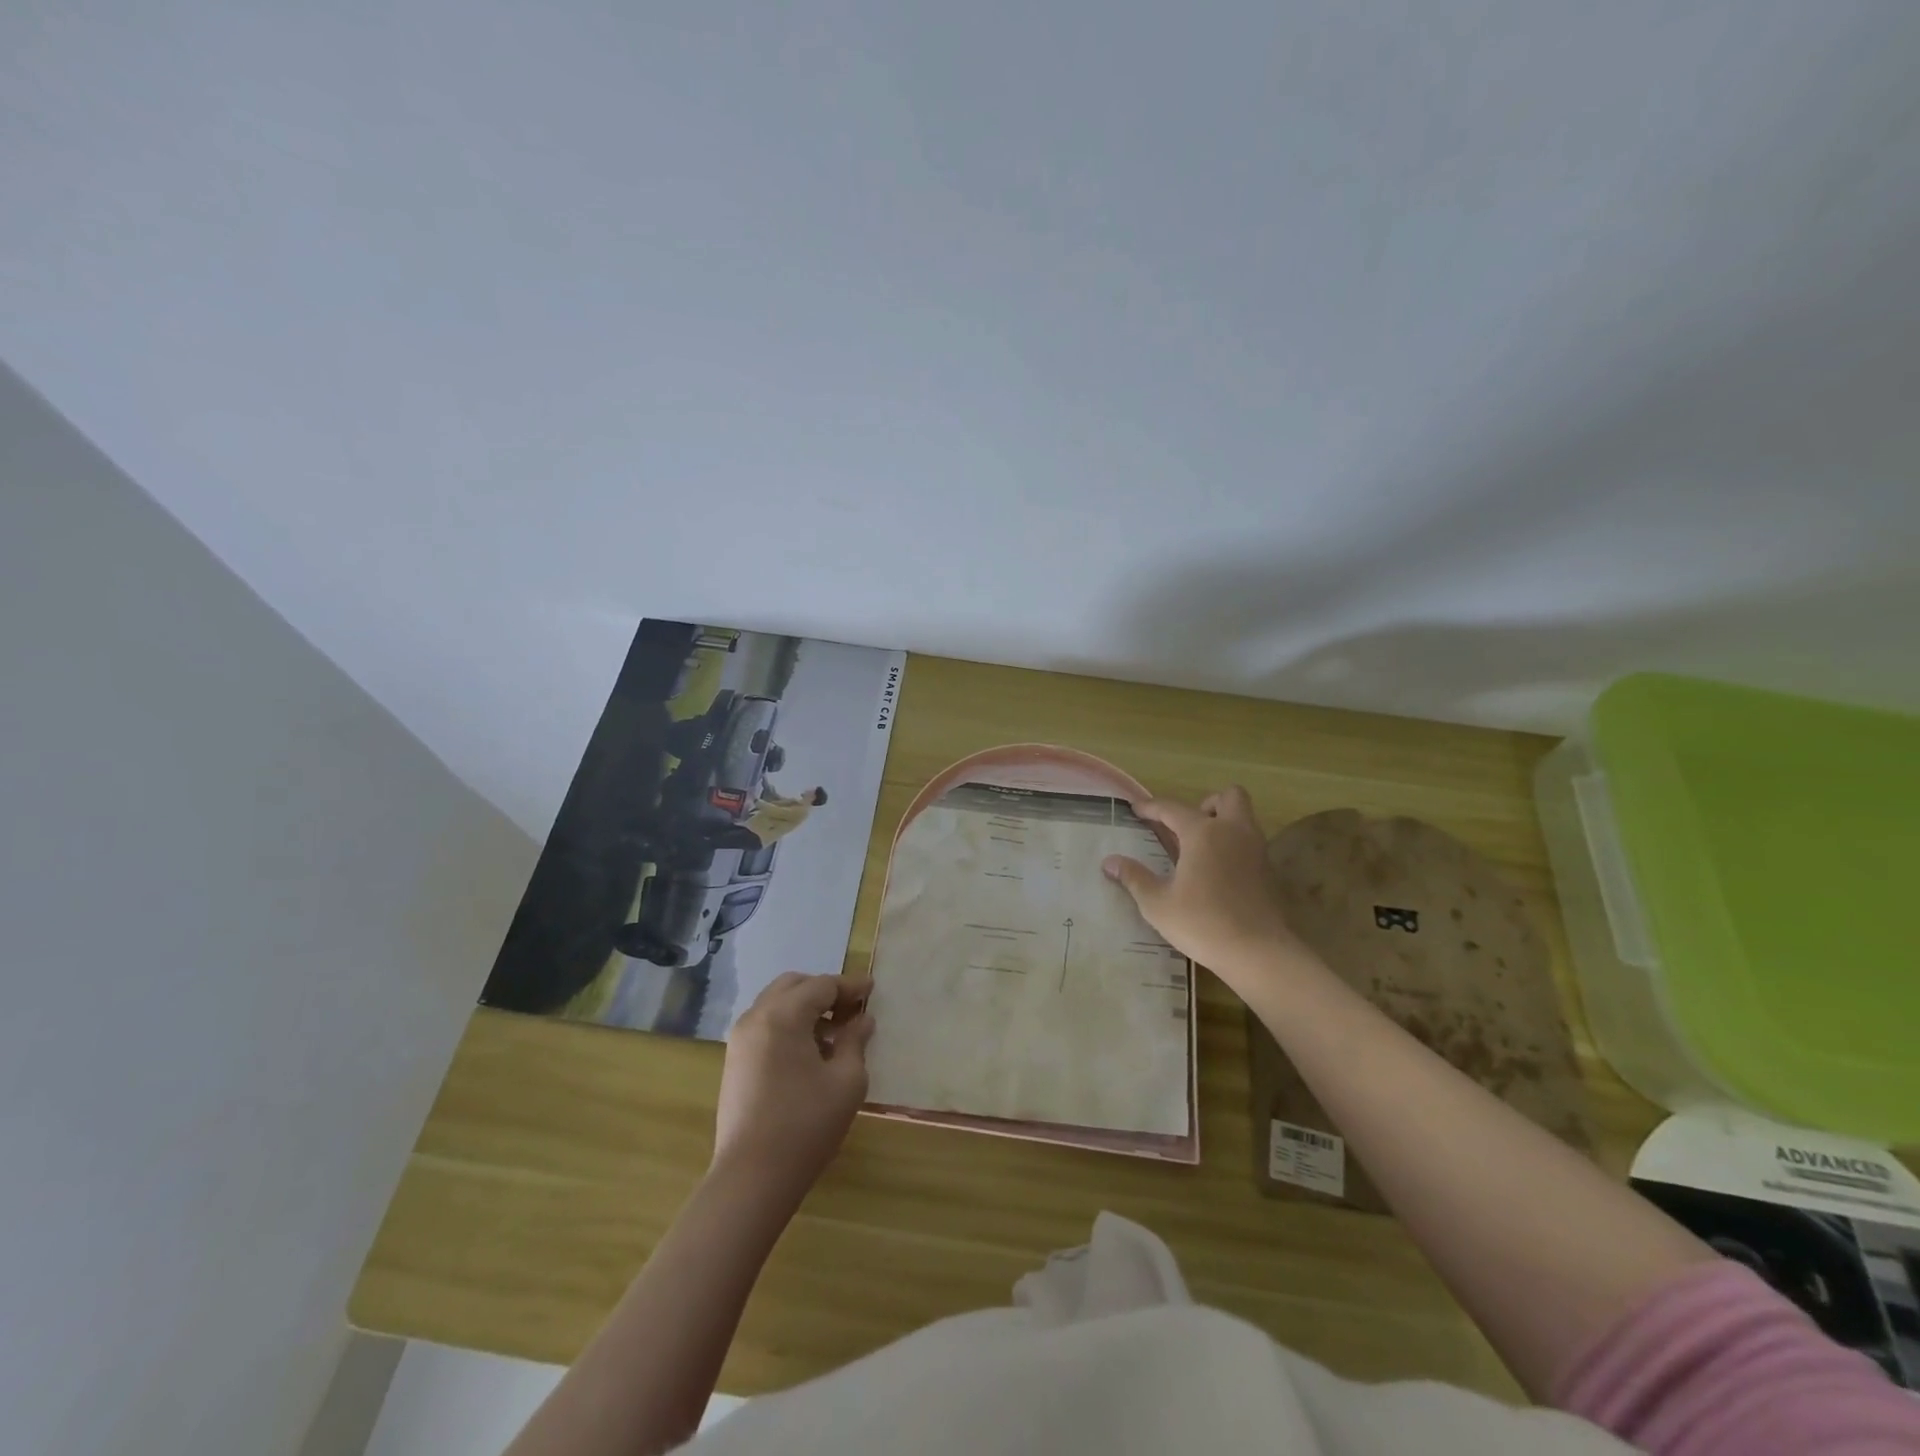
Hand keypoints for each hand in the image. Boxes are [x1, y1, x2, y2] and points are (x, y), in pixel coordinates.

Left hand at [711, 973, 873, 1204]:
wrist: (751, 1177)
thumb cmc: (806, 1124)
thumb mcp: (846, 1081)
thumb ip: (855, 1041)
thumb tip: (862, 1021)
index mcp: (783, 1015)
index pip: (822, 985)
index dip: (850, 986)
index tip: (872, 990)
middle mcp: (756, 1017)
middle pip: (794, 986)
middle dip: (824, 991)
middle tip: (851, 1009)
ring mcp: (740, 1040)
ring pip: (776, 1004)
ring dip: (805, 1008)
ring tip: (834, 1033)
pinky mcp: (734, 1062)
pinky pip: (765, 1025)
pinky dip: (789, 1025)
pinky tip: (810, 1052)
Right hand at [1103, 787, 1313, 994]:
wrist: (1259, 953)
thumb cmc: (1203, 923)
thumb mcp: (1158, 904)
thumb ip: (1134, 878)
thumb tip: (1109, 862)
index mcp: (1203, 833)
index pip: (1172, 808)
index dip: (1151, 807)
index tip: (1136, 809)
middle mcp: (1233, 832)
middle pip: (1228, 796)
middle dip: (1206, 804)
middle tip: (1186, 827)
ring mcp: (1256, 850)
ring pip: (1244, 817)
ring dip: (1223, 822)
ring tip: (1199, 849)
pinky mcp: (1268, 871)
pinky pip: (1250, 842)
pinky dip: (1234, 846)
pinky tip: (1217, 872)